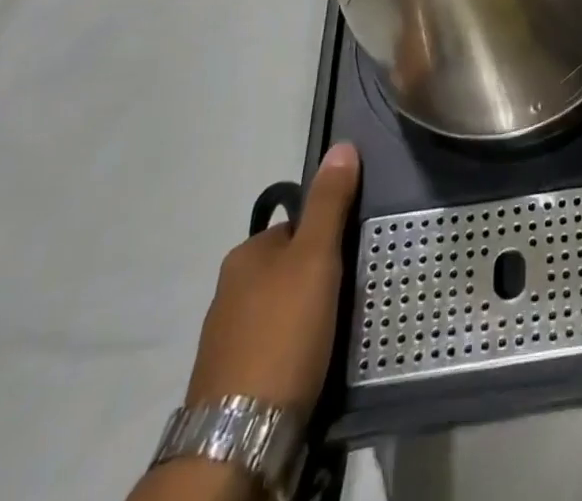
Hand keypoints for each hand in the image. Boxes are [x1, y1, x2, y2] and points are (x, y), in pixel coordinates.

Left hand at [183, 143, 360, 414]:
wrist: (240, 435)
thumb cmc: (282, 332)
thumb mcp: (316, 257)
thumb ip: (330, 203)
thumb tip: (342, 145)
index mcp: (246, 255)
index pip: (296, 226)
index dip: (328, 236)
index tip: (354, 254)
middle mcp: (229, 290)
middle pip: (289, 267)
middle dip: (319, 277)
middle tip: (353, 291)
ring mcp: (228, 338)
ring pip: (282, 308)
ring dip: (308, 314)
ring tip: (339, 328)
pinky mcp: (233, 380)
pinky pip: (275, 345)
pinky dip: (296, 347)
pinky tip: (314, 360)